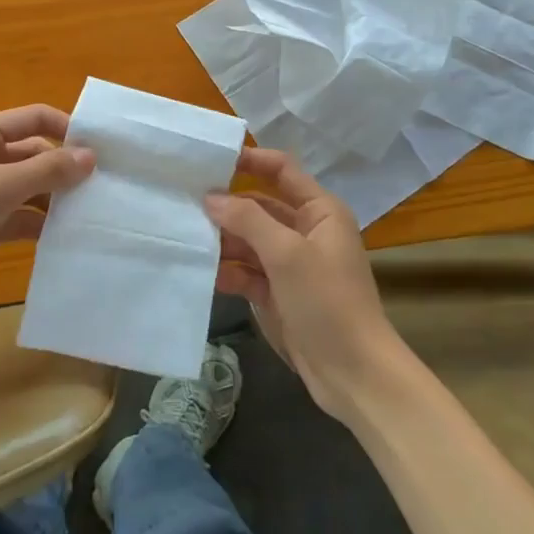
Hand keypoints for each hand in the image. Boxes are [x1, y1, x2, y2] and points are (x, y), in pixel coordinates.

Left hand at [0, 105, 93, 318]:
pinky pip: (18, 217)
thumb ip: (45, 172)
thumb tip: (91, 156)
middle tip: (108, 188)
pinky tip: (66, 238)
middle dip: (66, 169)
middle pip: (35, 154)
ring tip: (94, 214)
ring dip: (55, 199)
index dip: (68, 129)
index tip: (105, 151)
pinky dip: (39, 224)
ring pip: (29, 188)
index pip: (35, 119)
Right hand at [206, 148, 403, 420]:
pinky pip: (244, 271)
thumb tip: (210, 197)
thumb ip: (248, 220)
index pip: (281, 170)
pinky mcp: (275, 293)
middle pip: (258, 206)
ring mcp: (288, 264)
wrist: (352, 373)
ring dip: (221, 239)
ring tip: (182, 235)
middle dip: (226, 205)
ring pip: (247, 240)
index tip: (210, 159)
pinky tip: (198, 270)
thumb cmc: (327, 301)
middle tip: (181, 201)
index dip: (250, 160)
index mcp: (319, 211)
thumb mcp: (287, 254)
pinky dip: (225, 270)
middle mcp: (304, 231)